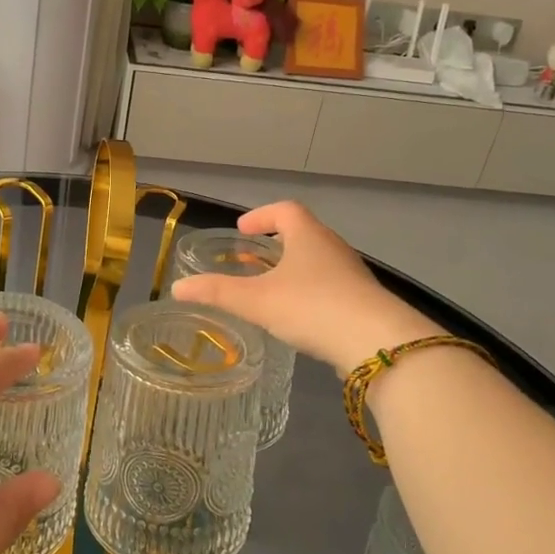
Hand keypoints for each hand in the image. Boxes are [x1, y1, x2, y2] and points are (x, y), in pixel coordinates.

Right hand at [170, 202, 438, 375]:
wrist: (376, 343)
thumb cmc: (312, 307)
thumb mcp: (256, 300)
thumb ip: (217, 292)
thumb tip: (178, 287)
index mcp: (308, 236)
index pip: (285, 210)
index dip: (261, 215)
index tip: (242, 230)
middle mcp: (333, 248)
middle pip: (303, 234)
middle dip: (275, 244)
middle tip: (251, 259)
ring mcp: (352, 275)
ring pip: (317, 262)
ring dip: (293, 269)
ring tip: (270, 288)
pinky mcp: (363, 302)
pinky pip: (330, 286)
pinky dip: (309, 291)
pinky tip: (298, 316)